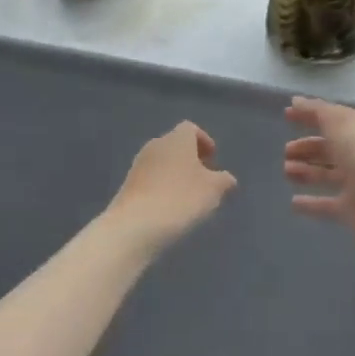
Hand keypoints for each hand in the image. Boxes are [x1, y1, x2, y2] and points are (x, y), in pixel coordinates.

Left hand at [103, 122, 237, 253]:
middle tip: (203, 179)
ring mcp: (138, 165)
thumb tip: (227, 179)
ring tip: (187, 197)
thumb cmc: (181, 199)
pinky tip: (169, 208)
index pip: (191, 129)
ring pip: (162, 162)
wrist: (135, 226)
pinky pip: (150, 180)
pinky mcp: (127, 185)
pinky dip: (161, 188)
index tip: (213, 159)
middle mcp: (156, 145)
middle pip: (175, 145)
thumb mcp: (213, 190)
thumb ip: (224, 180)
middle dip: (190, 159)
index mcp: (177, 139)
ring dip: (175, 174)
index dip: (204, 141)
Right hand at [283, 98, 354, 260]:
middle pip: (329, 147)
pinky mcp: (351, 208)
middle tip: (286, 150)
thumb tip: (296, 101)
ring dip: (306, 171)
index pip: (332, 117)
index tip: (286, 115)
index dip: (310, 114)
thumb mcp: (339, 123)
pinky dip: (311, 202)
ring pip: (327, 173)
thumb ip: (316, 111)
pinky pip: (327, 203)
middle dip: (307, 147)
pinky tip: (293, 202)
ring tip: (286, 171)